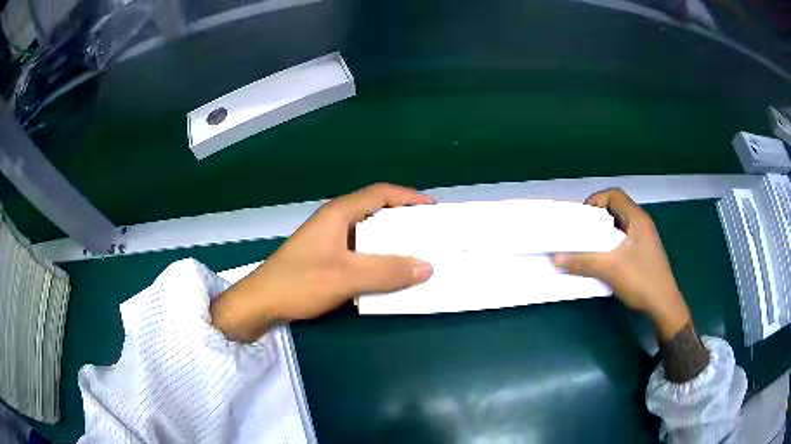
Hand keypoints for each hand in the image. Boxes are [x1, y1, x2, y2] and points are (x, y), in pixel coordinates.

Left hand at [211, 183, 434, 341]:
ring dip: (391, 243)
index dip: (409, 197)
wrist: (261, 302)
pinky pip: (359, 253)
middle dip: (403, 221)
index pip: (381, 193)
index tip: (433, 210)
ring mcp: (328, 241)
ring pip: (367, 235)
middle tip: (429, 235)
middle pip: (376, 212)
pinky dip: (377, 259)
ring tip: (415, 255)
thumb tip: (428, 267)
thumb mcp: (347, 276)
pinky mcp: (324, 259)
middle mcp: (334, 221)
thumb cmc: (300, 282)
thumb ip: (388, 271)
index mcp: (339, 213)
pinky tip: (388, 275)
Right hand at [553, 188, 690, 340]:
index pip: (613, 195)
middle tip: (580, 234)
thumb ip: (583, 261)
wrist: (663, 304)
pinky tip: (602, 261)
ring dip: (602, 234)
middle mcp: (641, 223)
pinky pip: (622, 240)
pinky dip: (610, 245)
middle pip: (615, 209)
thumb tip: (555, 258)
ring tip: (587, 247)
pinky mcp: (642, 253)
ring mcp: (643, 239)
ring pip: (618, 227)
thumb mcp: (610, 269)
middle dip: (596, 219)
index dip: (595, 201)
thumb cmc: (640, 279)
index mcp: (637, 218)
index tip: (581, 219)